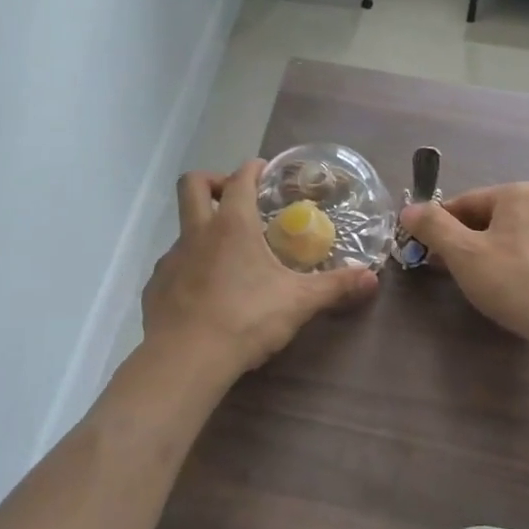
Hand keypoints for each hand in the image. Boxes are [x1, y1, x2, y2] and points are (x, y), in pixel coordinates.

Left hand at [142, 160, 376, 377]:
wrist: (186, 360)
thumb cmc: (245, 319)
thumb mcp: (299, 302)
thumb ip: (335, 286)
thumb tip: (372, 278)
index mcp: (232, 226)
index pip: (239, 179)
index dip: (252, 169)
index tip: (264, 171)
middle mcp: (197, 233)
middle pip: (193, 185)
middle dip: (214, 181)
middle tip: (236, 199)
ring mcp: (171, 259)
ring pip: (183, 229)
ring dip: (204, 231)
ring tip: (229, 259)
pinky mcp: (156, 287)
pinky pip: (174, 265)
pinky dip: (190, 268)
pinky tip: (207, 294)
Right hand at [398, 182, 528, 350]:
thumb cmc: (514, 281)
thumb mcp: (463, 253)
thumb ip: (432, 226)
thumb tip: (409, 209)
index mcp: (519, 192)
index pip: (464, 202)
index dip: (438, 226)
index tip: (424, 251)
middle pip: (486, 217)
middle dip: (460, 241)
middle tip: (443, 269)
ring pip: (506, 236)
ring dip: (482, 254)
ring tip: (471, 282)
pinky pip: (527, 252)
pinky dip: (508, 264)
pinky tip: (503, 288)